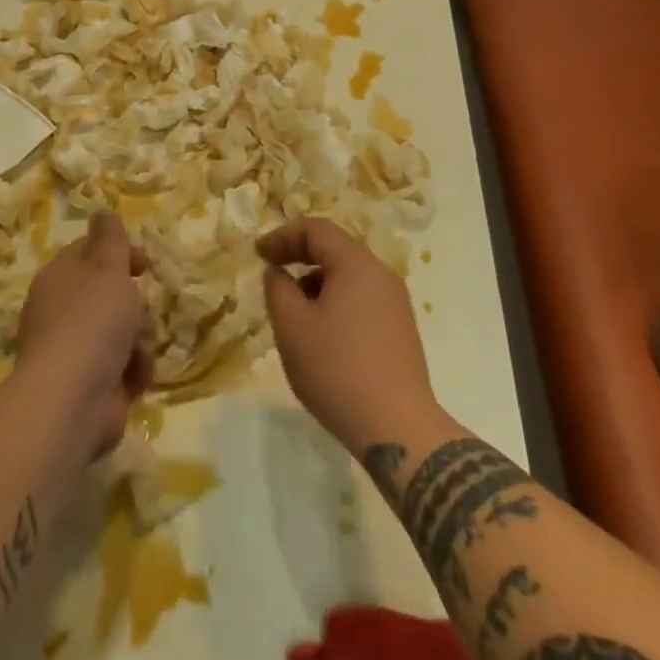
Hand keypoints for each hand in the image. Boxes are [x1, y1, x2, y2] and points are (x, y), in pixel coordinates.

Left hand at [18, 211, 151, 458]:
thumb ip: (110, 238)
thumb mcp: (107, 267)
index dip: (119, 254)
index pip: (89, 253)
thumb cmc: (91, 322)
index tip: (143, 264)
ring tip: (137, 350)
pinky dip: (133, 369)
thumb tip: (102, 211)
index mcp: (59, 278)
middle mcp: (62, 311)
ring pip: (122, 330)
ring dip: (139, 339)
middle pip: (110, 294)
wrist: (72, 401)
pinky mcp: (91, 384)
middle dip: (134, 304)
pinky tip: (135, 376)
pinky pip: (123, 365)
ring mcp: (75, 350)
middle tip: (139, 310)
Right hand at [258, 219, 438, 457]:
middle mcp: (381, 274)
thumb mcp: (292, 326)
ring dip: (317, 284)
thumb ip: (278, 288)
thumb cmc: (337, 369)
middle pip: (335, 250)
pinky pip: (362, 300)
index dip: (283, 236)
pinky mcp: (401, 331)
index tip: (258, 254)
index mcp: (357, 264)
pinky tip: (322, 337)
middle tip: (273, 277)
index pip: (316, 230)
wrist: (398, 429)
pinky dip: (336, 304)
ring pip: (348, 278)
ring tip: (294, 314)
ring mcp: (395, 303)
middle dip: (299, 259)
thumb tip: (278, 272)